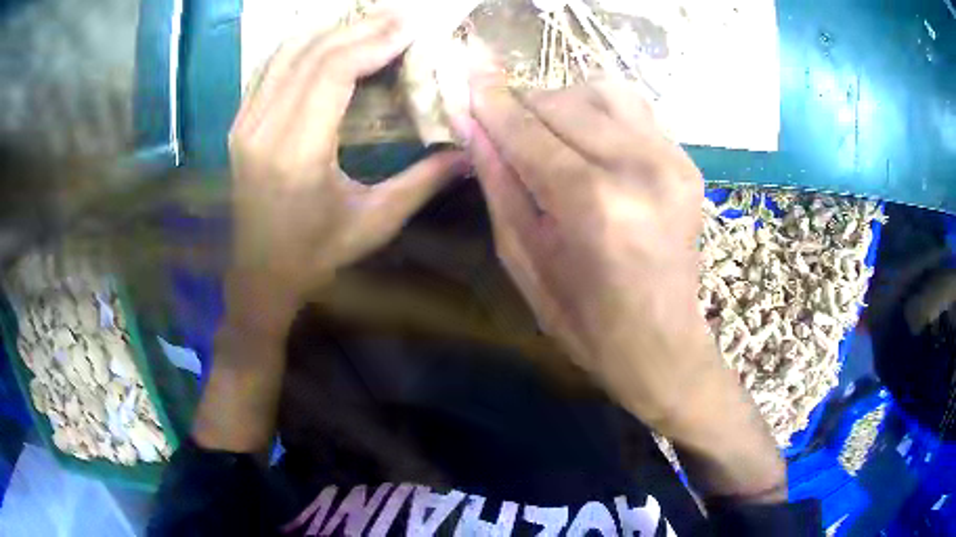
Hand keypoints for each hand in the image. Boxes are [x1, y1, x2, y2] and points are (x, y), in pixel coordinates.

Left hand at [227, 10, 466, 330]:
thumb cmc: (316, 256)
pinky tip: (332, 36)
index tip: (411, 26)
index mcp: (297, 155)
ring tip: (373, 20)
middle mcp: (263, 130)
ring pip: (288, 53)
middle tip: (401, 14)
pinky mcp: (240, 123)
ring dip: (333, 29)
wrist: (259, 275)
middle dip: (360, 26)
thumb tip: (470, 150)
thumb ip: (423, 181)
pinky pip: (272, 67)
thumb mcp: (375, 223)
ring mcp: (245, 124)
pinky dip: (305, 44)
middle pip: (312, 54)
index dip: (374, 41)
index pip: (333, 72)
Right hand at [455, 74, 707, 425]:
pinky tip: (591, 143)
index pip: (530, 132)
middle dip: (525, 107)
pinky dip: (600, 114)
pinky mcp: (687, 162)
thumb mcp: (525, 260)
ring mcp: (672, 161)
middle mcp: (640, 169)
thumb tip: (471, 126)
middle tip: (508, 129)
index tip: (467, 78)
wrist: (661, 342)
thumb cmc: (584, 319)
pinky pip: (633, 109)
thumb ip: (499, 183)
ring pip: (602, 92)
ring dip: (564, 103)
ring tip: (551, 135)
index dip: (493, 103)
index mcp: (593, 206)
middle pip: (565, 101)